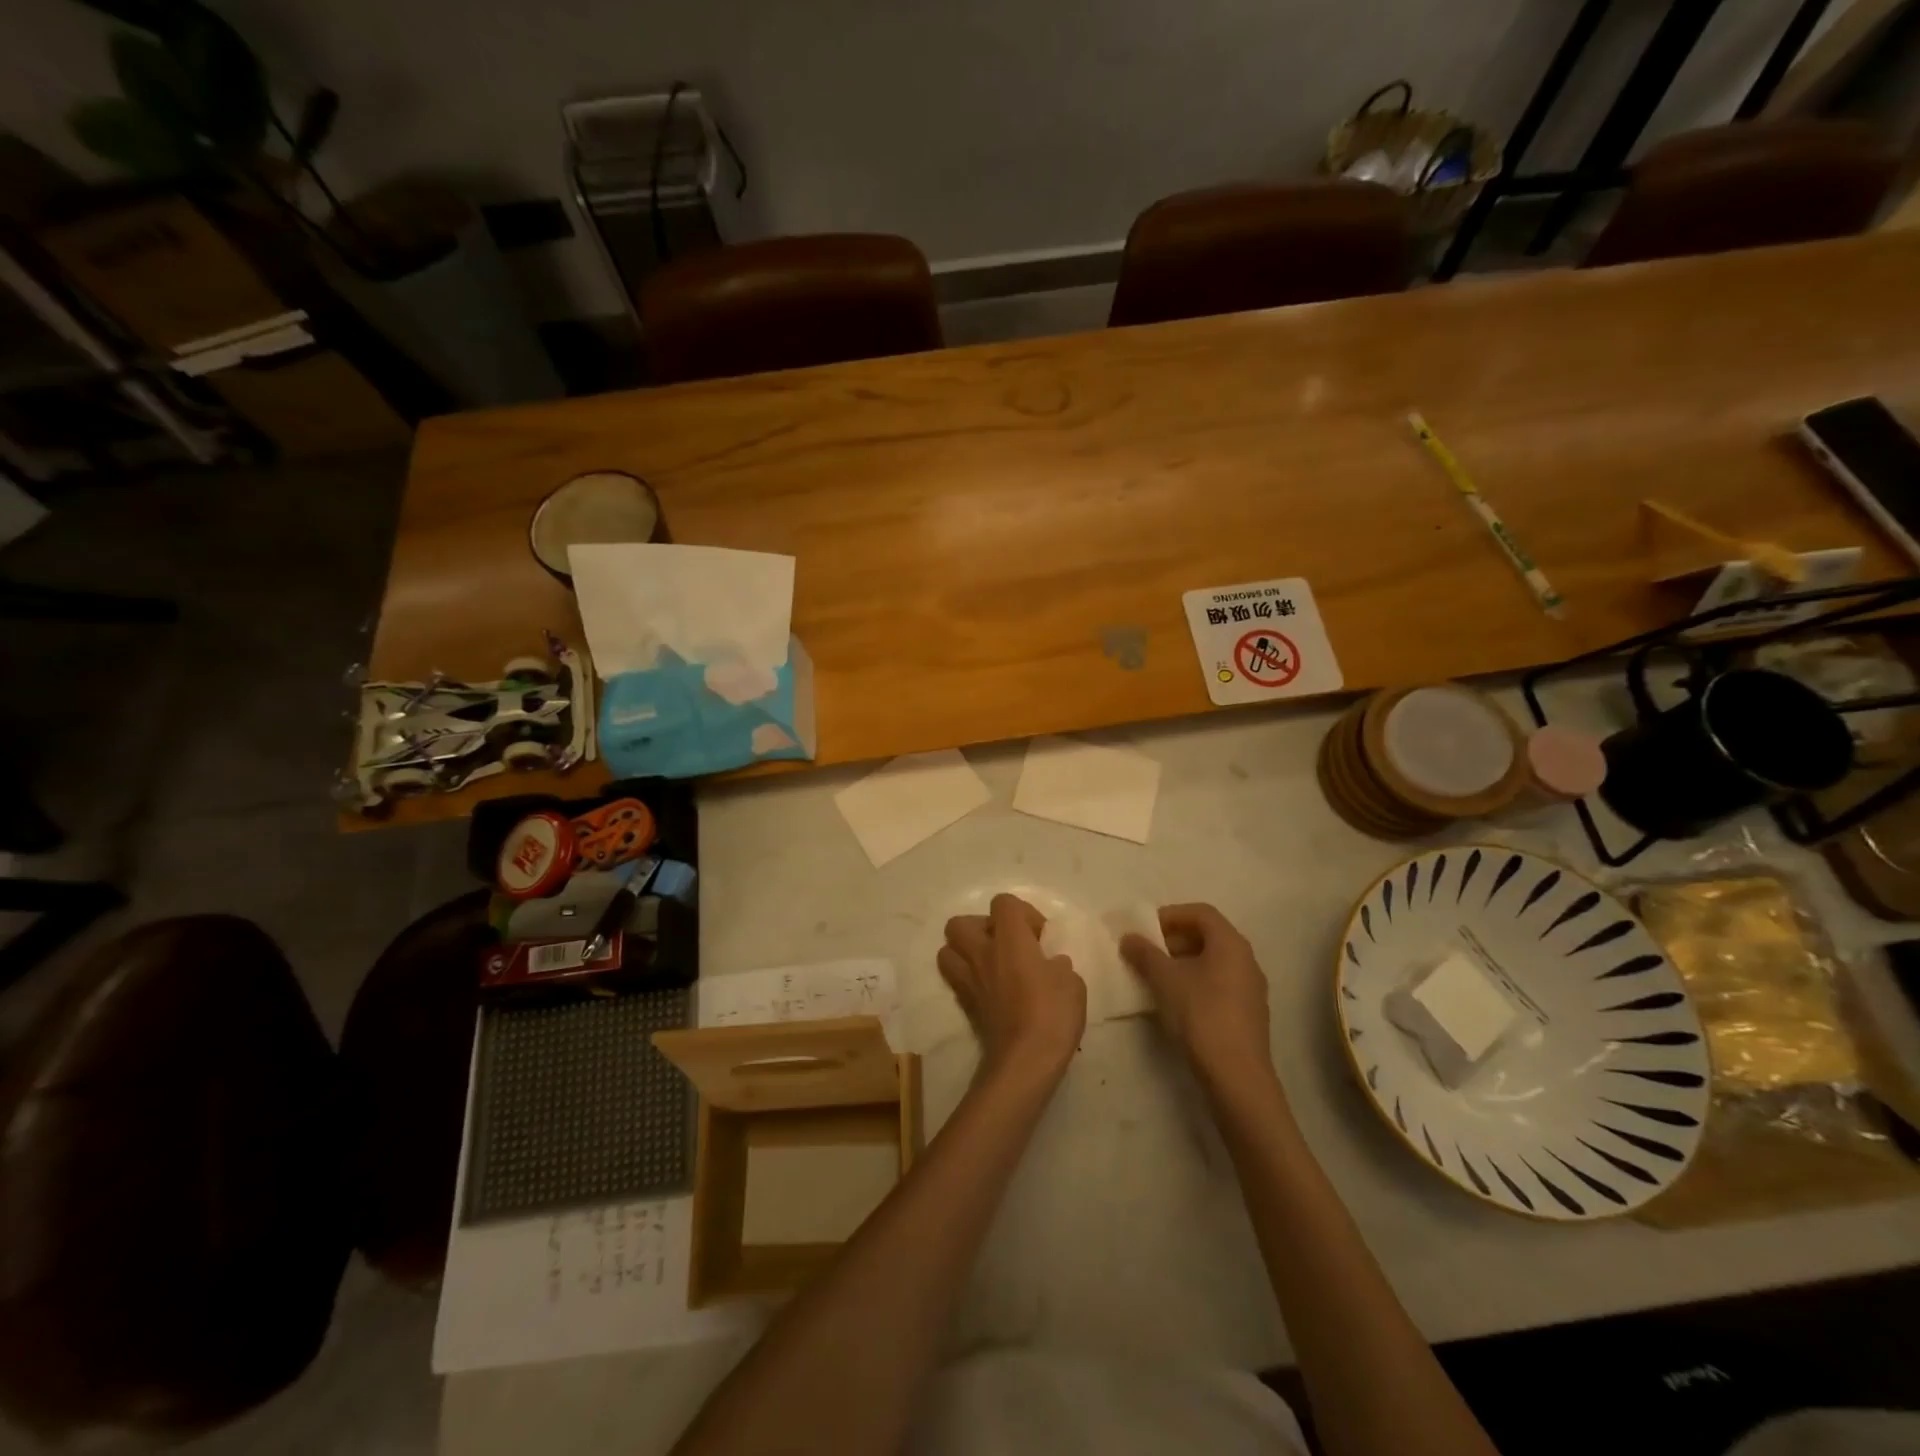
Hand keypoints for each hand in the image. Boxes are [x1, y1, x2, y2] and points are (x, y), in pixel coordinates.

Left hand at [939, 894, 1085, 1082]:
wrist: (1025, 1061)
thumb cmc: (1052, 1014)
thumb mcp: (1072, 983)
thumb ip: (1058, 965)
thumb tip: (1050, 964)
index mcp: (1009, 939)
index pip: (1003, 903)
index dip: (1023, 914)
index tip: (1039, 937)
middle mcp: (982, 953)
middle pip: (960, 922)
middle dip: (982, 928)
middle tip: (1007, 946)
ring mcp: (968, 979)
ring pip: (947, 949)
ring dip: (966, 951)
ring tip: (992, 965)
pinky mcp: (964, 1004)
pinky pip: (955, 978)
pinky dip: (968, 977)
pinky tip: (990, 990)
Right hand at [1121, 904, 1276, 1096]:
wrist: (1237, 1075)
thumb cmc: (1201, 1015)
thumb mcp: (1165, 980)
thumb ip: (1145, 954)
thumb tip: (1128, 937)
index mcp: (1231, 944)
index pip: (1201, 912)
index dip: (1171, 915)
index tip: (1146, 929)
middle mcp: (1246, 959)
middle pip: (1208, 935)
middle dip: (1174, 939)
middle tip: (1147, 951)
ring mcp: (1251, 988)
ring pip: (1213, 961)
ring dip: (1183, 961)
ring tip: (1156, 976)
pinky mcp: (1249, 1012)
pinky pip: (1219, 983)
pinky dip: (1196, 981)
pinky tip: (1176, 1000)